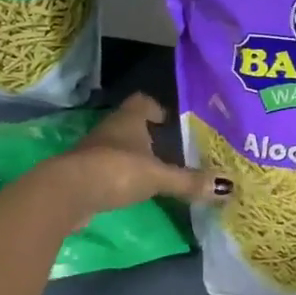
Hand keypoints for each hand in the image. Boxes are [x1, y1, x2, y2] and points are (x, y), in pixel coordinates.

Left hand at [30, 94, 229, 227]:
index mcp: (129, 118)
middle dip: (152, 134)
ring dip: (137, 155)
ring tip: (161, 169)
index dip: (160, 108)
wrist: (67, 193)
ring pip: (122, 147)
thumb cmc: (116, 170)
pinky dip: (124, 175)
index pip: (145, 102)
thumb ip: (189, 181)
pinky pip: (111, 168)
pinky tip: (137, 188)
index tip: (175, 120)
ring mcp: (95, 151)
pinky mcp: (86, 174)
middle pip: (134, 125)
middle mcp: (111, 129)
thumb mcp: (157, 176)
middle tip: (176, 147)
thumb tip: (228, 186)